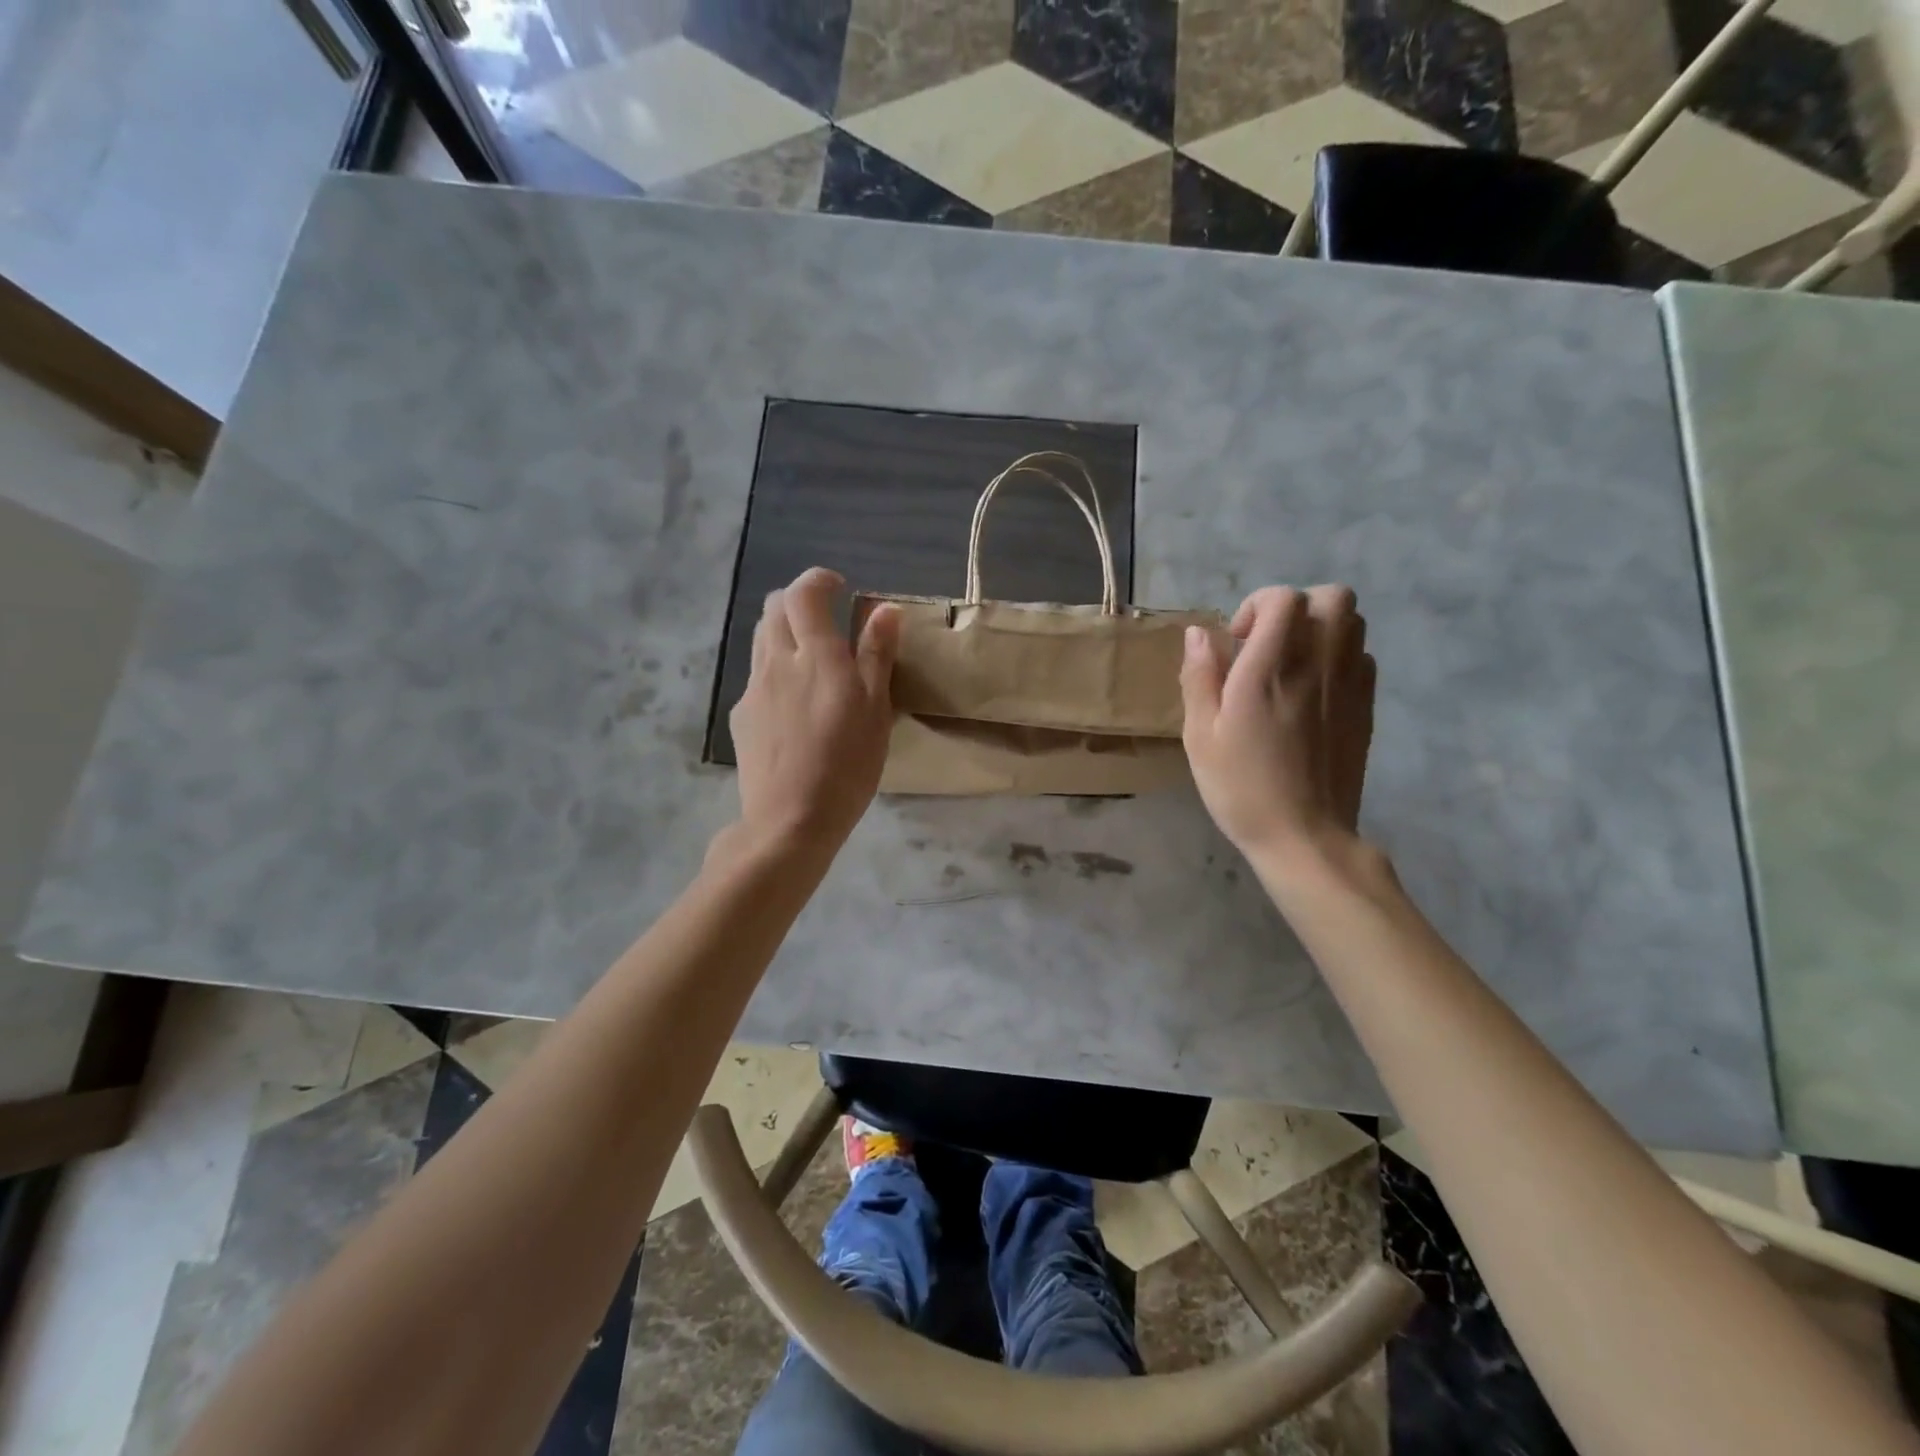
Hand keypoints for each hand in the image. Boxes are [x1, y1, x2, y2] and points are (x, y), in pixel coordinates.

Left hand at [727, 567, 899, 857]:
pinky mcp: (741, 716)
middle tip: (826, 622)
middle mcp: (777, 661)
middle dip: (799, 602)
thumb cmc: (847, 765)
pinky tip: (793, 704)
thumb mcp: (876, 710)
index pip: (803, 593)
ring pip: (761, 639)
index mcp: (816, 655)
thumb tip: (884, 609)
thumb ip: (877, 655)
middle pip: (774, 608)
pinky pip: (756, 675)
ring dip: (784, 632)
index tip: (839, 588)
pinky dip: (775, 668)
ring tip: (810, 659)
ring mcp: (753, 688)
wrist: (790, 820)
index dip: (818, 580)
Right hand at [1179, 584, 1375, 867]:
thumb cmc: (1241, 788)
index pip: (1284, 598)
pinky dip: (1338, 657)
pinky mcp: (1365, 707)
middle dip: (1297, 606)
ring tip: (1290, 662)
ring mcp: (1350, 685)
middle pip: (1332, 597)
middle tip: (1268, 643)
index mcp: (1270, 670)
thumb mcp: (1200, 736)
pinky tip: (1312, 690)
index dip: (1257, 605)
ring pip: (1354, 622)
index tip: (1237, 641)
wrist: (1304, 835)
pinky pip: (1362, 657)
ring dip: (1320, 627)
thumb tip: (1199, 633)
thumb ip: (1199, 678)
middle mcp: (1318, 665)